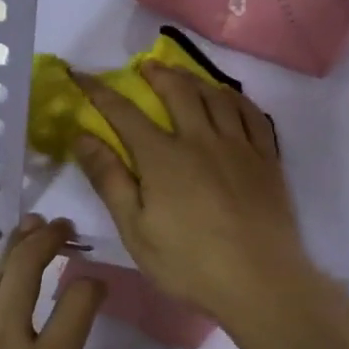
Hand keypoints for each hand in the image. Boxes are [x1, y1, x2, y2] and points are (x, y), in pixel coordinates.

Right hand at [73, 63, 317, 328]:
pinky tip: (230, 99)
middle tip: (145, 67)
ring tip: (184, 75)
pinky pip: (252, 115)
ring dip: (195, 79)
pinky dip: (236, 99)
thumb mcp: (136, 230)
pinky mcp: (267, 159)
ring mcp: (239, 146)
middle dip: (157, 74)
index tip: (82, 75)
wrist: (260, 282)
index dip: (100, 91)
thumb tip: (82, 137)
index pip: (124, 113)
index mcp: (163, 157)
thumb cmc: (189, 263)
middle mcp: (201, 139)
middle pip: (178, 92)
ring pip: (217, 96)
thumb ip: (110, 180)